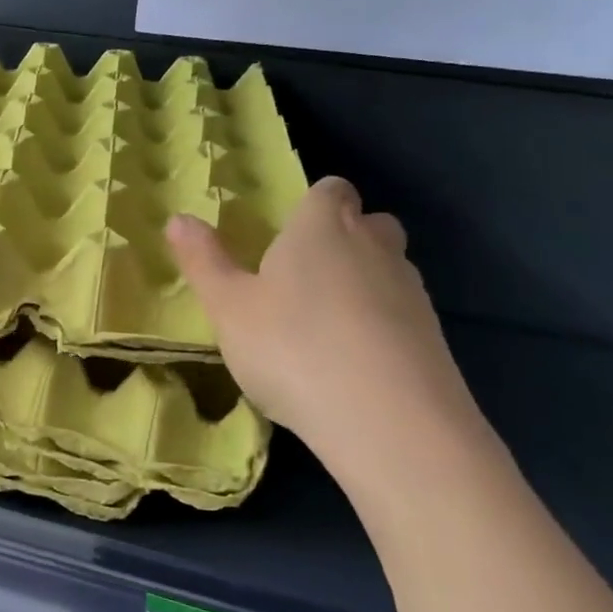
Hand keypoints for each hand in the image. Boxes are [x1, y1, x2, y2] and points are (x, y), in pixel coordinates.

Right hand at [167, 177, 491, 492]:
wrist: (390, 422)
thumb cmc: (293, 348)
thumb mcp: (229, 308)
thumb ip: (203, 261)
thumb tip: (178, 219)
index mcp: (323, 227)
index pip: (330, 189)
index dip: (311, 205)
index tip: (286, 234)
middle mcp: (374, 245)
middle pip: (367, 222)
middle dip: (342, 238)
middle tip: (303, 276)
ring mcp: (411, 290)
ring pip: (387, 268)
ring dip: (362, 283)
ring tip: (323, 327)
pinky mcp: (434, 336)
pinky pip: (401, 314)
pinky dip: (379, 325)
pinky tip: (352, 363)